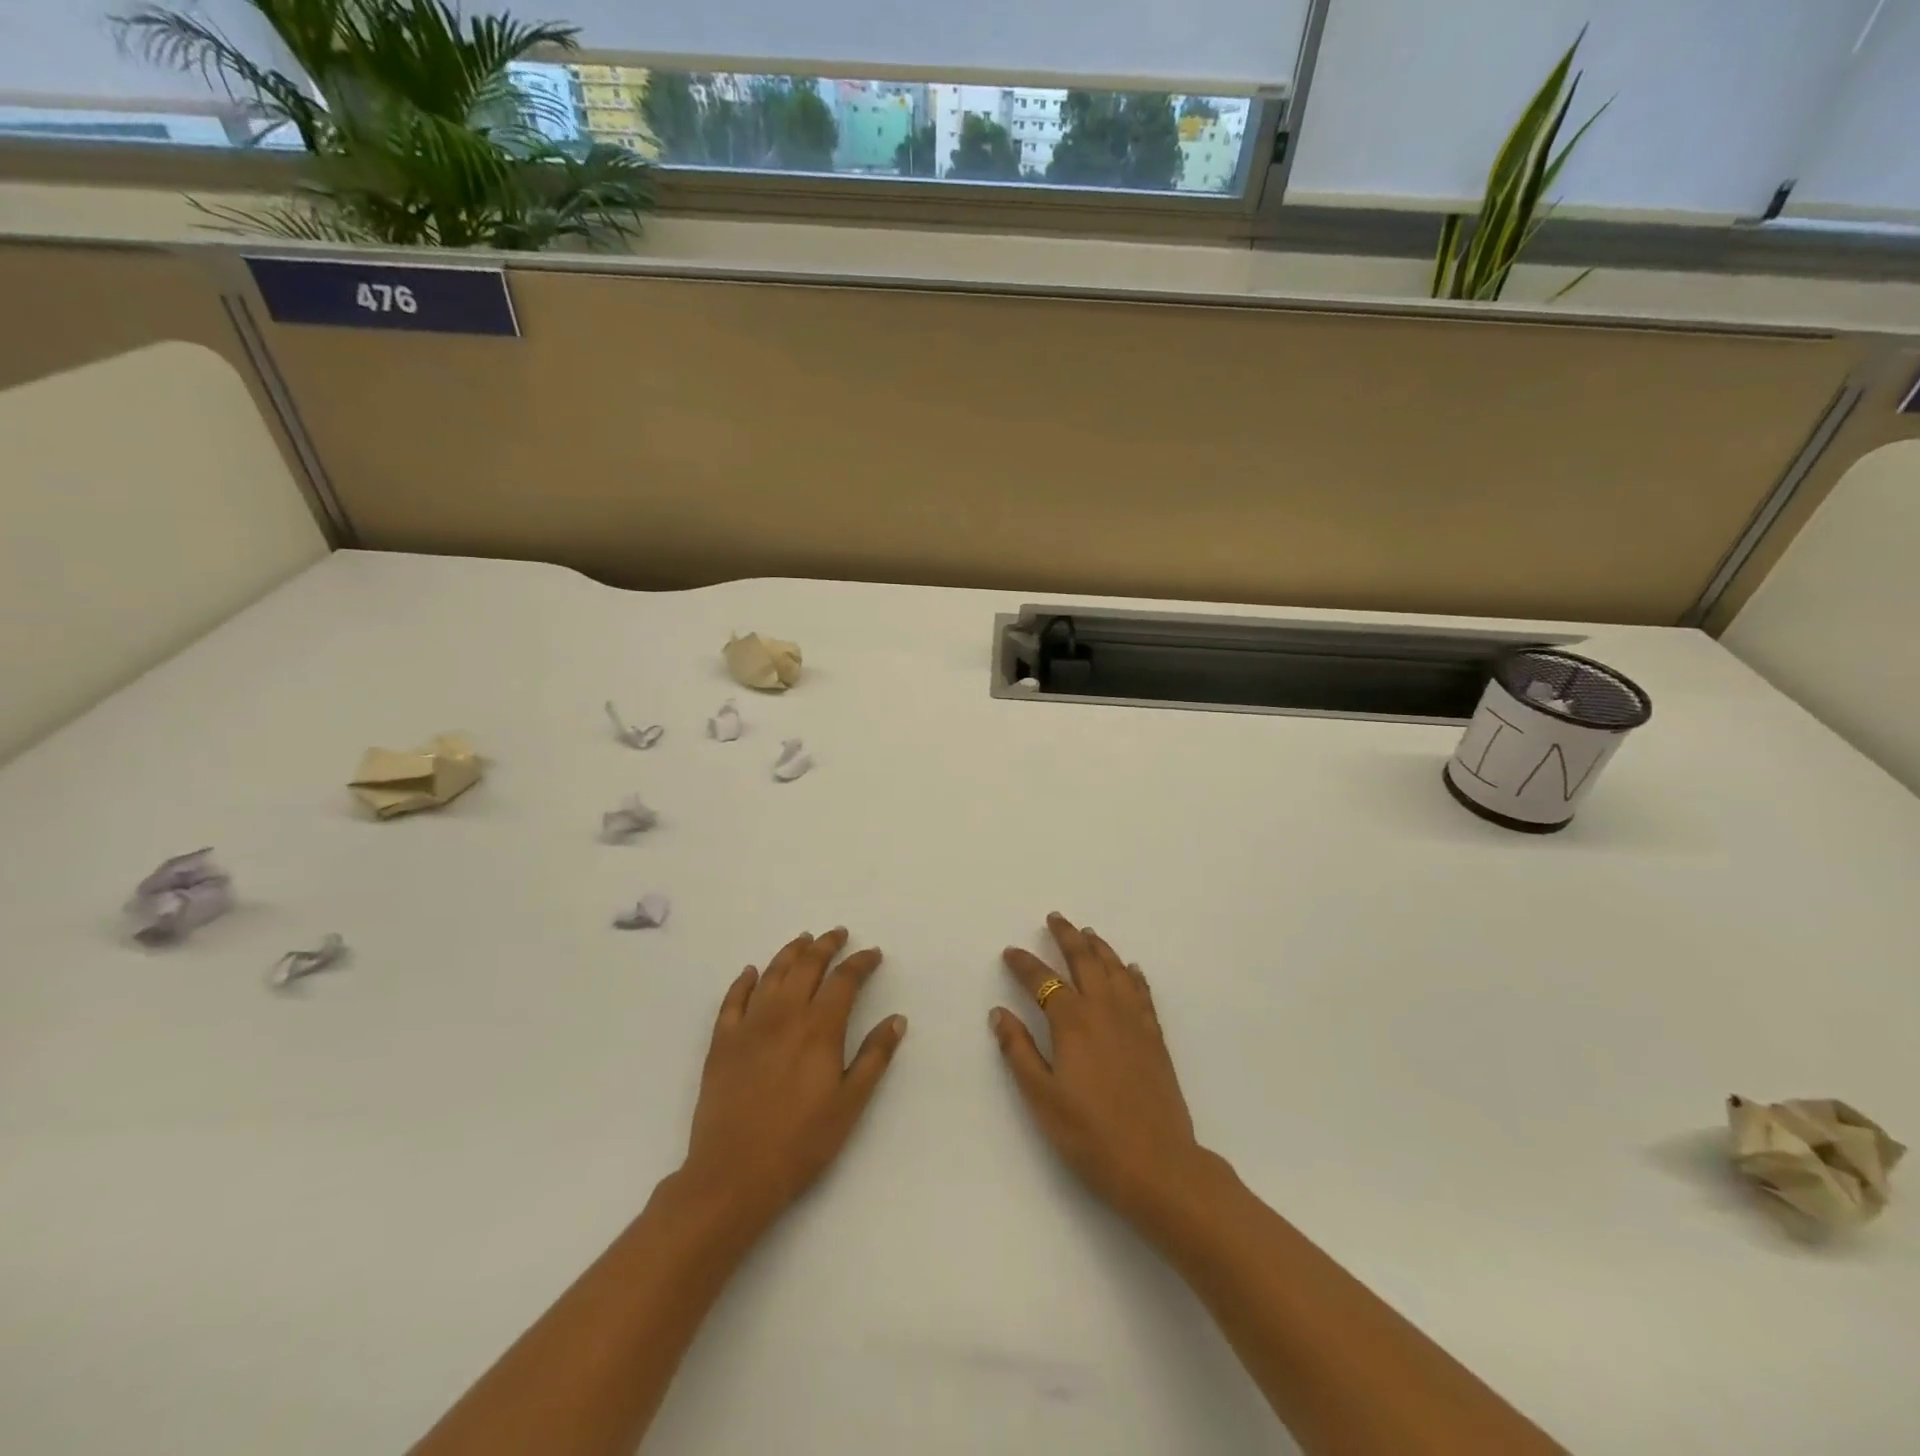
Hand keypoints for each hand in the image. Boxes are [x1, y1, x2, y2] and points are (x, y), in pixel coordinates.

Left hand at [681, 929, 906, 1227]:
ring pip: (772, 974)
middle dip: (825, 945)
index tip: (873, 954)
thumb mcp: (850, 1104)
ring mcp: (749, 1026)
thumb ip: (874, 1057)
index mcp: (819, 1028)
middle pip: (807, 966)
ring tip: (803, 940)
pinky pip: (732, 1000)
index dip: (860, 962)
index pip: (844, 980)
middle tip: (838, 933)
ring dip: (790, 952)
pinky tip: (751, 972)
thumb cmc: (801, 1143)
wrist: (733, 1175)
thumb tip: (896, 1019)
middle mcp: (784, 1015)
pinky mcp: (722, 1042)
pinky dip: (744, 981)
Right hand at [992, 914, 1208, 1224]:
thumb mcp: (1042, 1097)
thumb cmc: (1090, 1135)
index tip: (1011, 952)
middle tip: (1056, 918)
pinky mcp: (1154, 1037)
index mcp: (1072, 1022)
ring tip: (1088, 932)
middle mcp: (1104, 1010)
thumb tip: (999, 1013)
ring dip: (1099, 947)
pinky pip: (1142, 992)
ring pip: (1115, 969)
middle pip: (1084, 960)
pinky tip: (1130, 969)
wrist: (1157, 1164)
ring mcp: (1134, 1021)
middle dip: (1067, 936)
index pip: (1043, 981)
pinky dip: (1132, 974)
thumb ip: (1019, 1051)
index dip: (1024, 964)